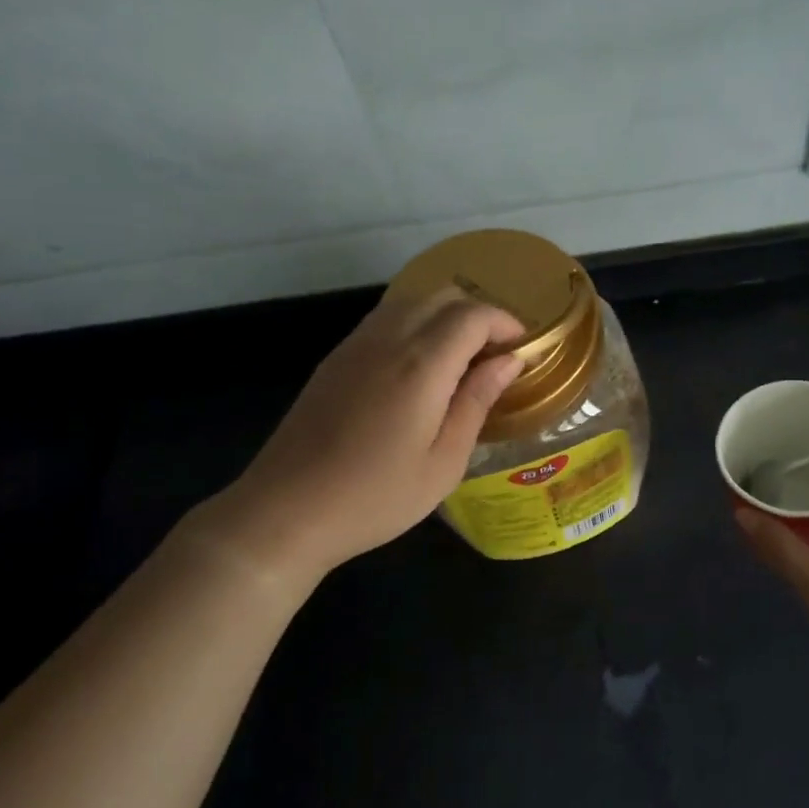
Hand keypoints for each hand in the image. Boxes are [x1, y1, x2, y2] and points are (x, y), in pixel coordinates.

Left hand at [194, 288, 523, 581]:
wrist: (286, 511)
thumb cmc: (375, 498)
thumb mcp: (443, 462)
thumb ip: (477, 402)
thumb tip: (509, 361)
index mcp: (421, 365)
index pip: (473, 315)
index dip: (505, 323)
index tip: (522, 350)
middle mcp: (387, 340)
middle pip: (442, 296)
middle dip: (478, 314)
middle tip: (495, 356)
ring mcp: (355, 345)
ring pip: (411, 301)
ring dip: (445, 317)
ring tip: (462, 361)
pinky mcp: (335, 359)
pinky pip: (385, 320)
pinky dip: (415, 326)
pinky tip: (420, 370)